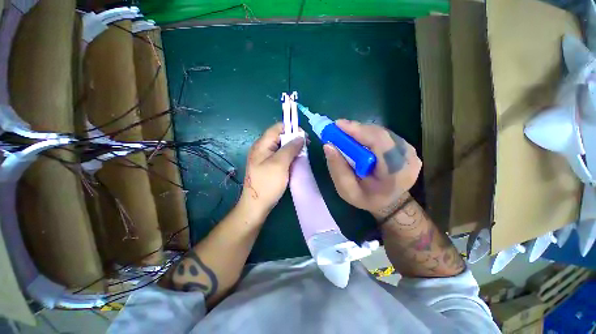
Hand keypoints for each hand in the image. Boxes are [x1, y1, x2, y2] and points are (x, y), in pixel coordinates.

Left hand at [241, 123, 304, 214]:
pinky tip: (296, 160)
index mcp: (262, 144)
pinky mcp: (268, 166)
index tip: (304, 136)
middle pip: (280, 137)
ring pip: (281, 147)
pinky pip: (280, 156)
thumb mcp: (280, 163)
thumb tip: (300, 136)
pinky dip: (289, 156)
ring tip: (303, 154)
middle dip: (293, 139)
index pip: (277, 127)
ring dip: (292, 148)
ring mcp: (265, 158)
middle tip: (306, 146)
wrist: (256, 205)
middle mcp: (262, 148)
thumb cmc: (267, 183)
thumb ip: (290, 148)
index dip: (291, 128)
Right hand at [323, 119, 421, 218]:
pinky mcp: (407, 148)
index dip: (358, 130)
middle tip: (337, 128)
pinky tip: (358, 139)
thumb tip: (328, 146)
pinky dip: (368, 135)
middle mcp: (408, 159)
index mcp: (395, 173)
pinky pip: (385, 135)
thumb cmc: (367, 199)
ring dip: (361, 131)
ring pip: (382, 132)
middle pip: (380, 134)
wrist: (390, 203)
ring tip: (345, 134)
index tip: (337, 125)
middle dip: (356, 129)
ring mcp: (410, 152)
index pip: (379, 143)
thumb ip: (337, 169)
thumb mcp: (347, 191)